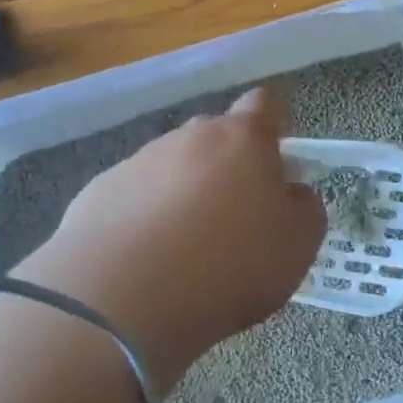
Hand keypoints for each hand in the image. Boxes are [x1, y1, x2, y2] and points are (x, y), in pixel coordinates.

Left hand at [17, 87, 325, 389]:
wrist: (125, 297)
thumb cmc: (230, 265)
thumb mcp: (298, 244)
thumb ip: (304, 208)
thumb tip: (291, 192)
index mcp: (242, 139)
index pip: (264, 105)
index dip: (273, 127)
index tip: (275, 161)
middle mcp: (189, 137)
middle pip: (215, 137)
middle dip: (227, 166)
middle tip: (235, 217)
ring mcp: (139, 162)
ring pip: (173, 167)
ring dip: (184, 194)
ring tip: (185, 249)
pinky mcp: (98, 192)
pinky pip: (134, 196)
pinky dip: (145, 218)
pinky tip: (146, 260)